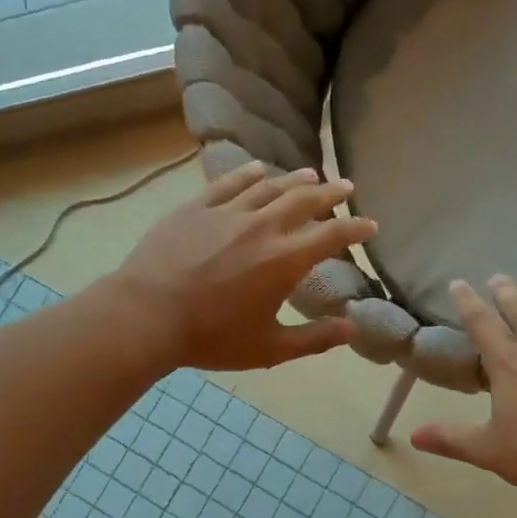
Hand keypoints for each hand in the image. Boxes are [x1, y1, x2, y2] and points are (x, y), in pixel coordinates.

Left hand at [109, 162, 376, 371]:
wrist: (146, 315)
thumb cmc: (211, 337)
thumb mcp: (269, 348)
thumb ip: (314, 338)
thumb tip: (352, 329)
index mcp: (285, 260)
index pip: (333, 235)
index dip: (356, 227)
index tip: (370, 224)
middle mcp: (263, 226)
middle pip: (305, 200)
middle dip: (331, 193)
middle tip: (346, 187)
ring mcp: (228, 212)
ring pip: (270, 186)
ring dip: (295, 179)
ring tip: (311, 173)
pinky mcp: (196, 207)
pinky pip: (229, 183)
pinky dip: (248, 173)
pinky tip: (257, 169)